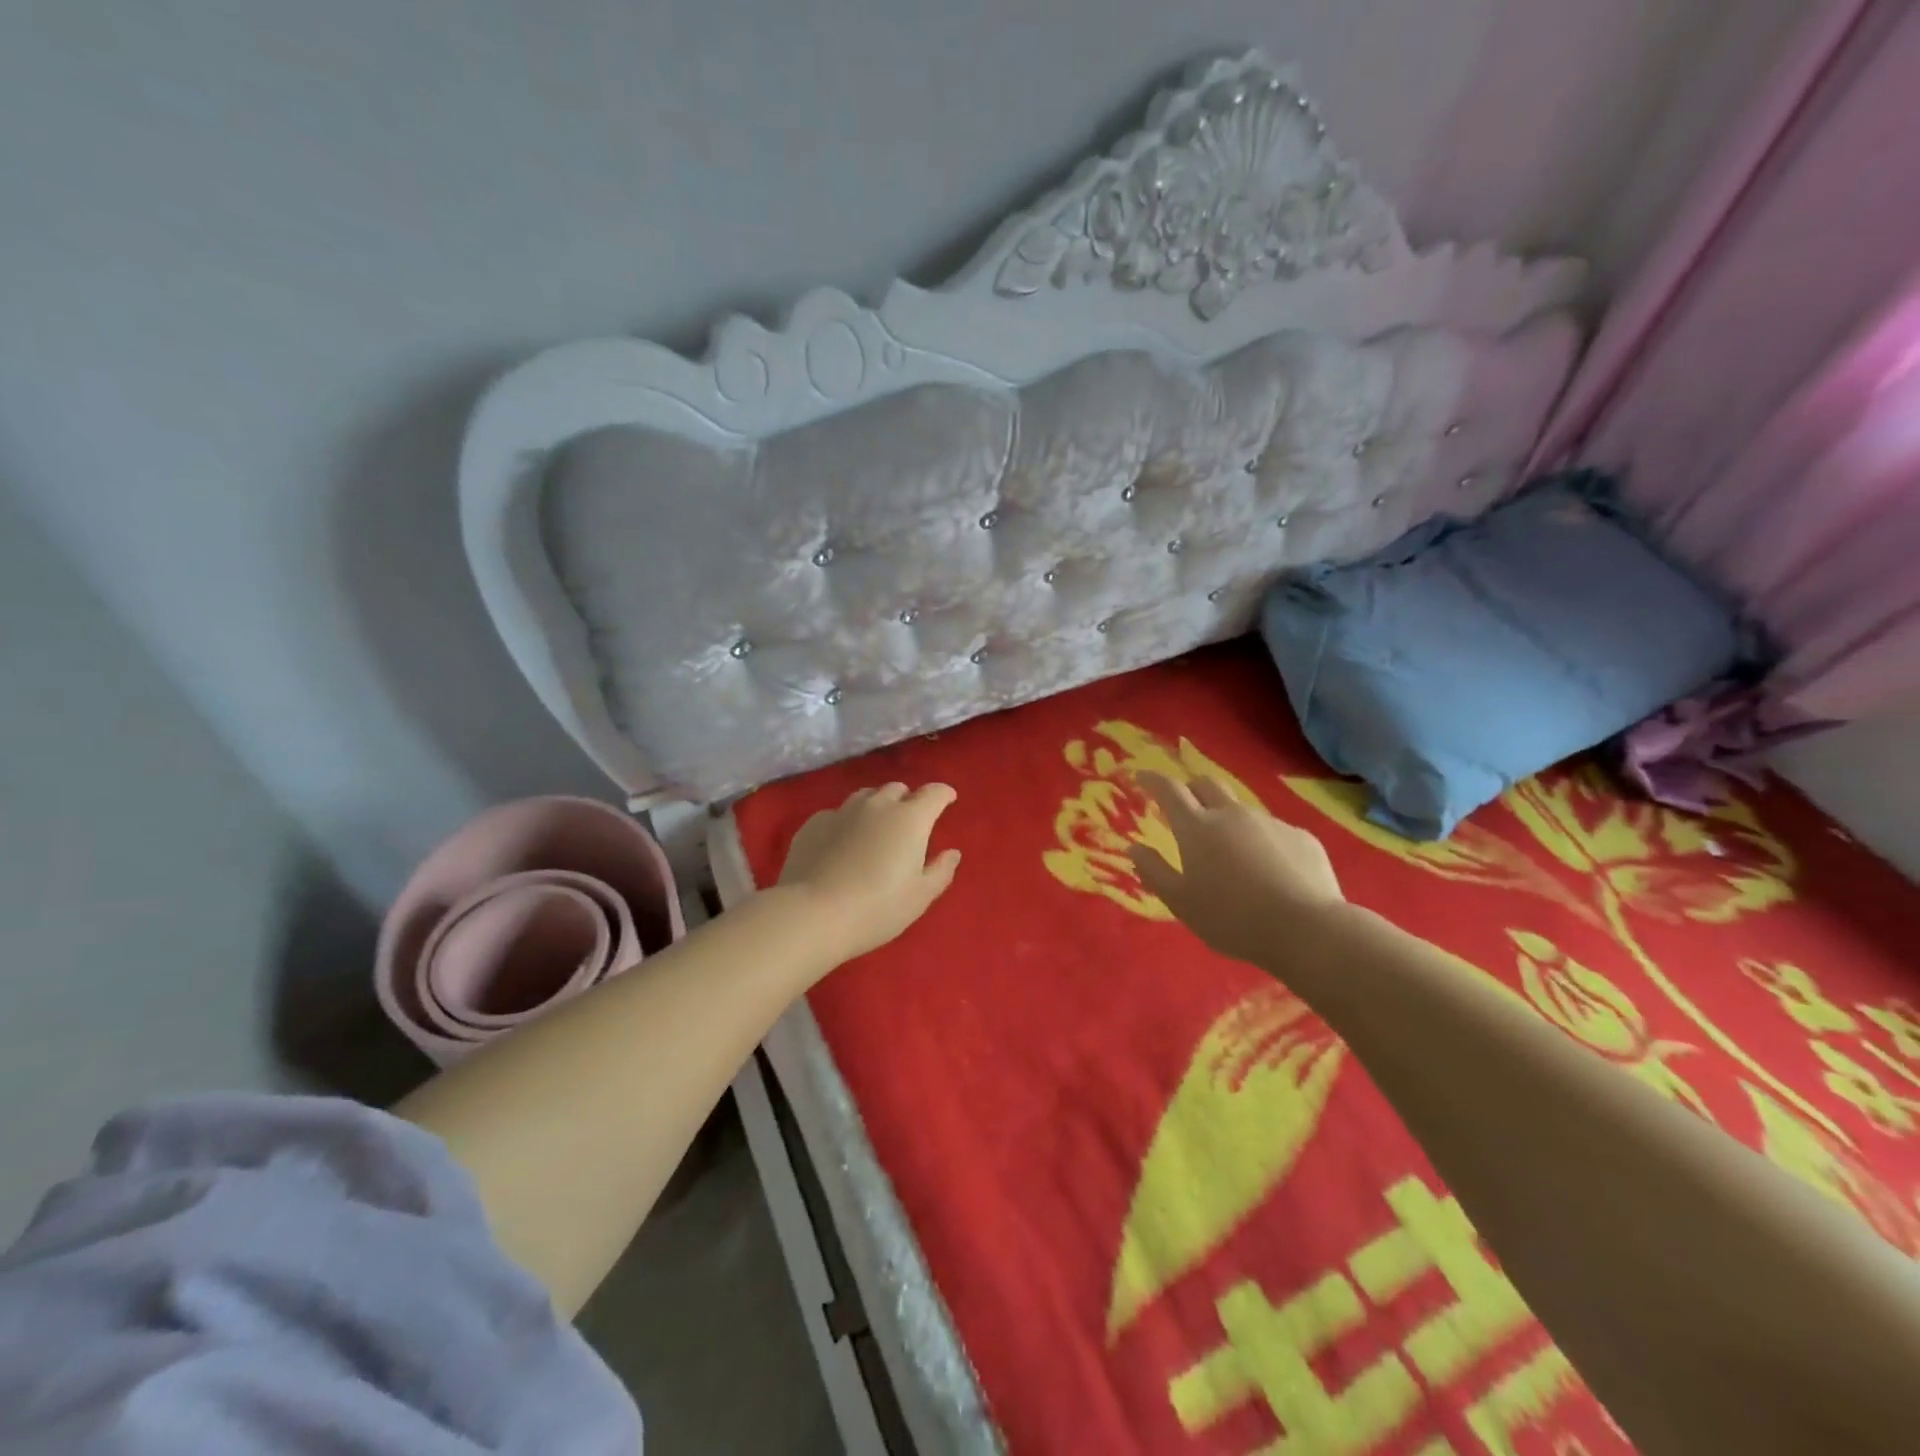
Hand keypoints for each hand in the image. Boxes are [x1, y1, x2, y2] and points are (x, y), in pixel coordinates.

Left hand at [777, 783, 961, 960]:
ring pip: (865, 796)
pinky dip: (846, 823)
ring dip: (876, 806)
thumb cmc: (877, 908)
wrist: (813, 915)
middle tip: (910, 822)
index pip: (934, 793)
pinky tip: (841, 844)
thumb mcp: (920, 897)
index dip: (944, 794)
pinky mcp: (813, 824)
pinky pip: (837, 814)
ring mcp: (842, 811)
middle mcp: (877, 805)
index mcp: (910, 819)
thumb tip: (952, 853)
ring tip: (875, 829)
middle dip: (908, 800)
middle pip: (897, 789)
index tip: (948, 800)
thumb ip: (940, 871)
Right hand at [1129, 771, 1345, 965]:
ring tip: (1231, 852)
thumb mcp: (1181, 903)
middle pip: (1207, 784)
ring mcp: (1270, 822)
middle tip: (1184, 807)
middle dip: (1191, 788)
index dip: (1153, 780)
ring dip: (1228, 819)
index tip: (1142, 777)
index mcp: (1197, 828)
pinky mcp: (1301, 837)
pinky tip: (1269, 872)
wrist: (1307, 930)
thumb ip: (1154, 871)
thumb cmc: (1232, 918)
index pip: (1169, 790)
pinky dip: (1261, 842)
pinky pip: (1273, 831)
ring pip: (1241, 809)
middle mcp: (1232, 815)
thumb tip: (1135, 847)